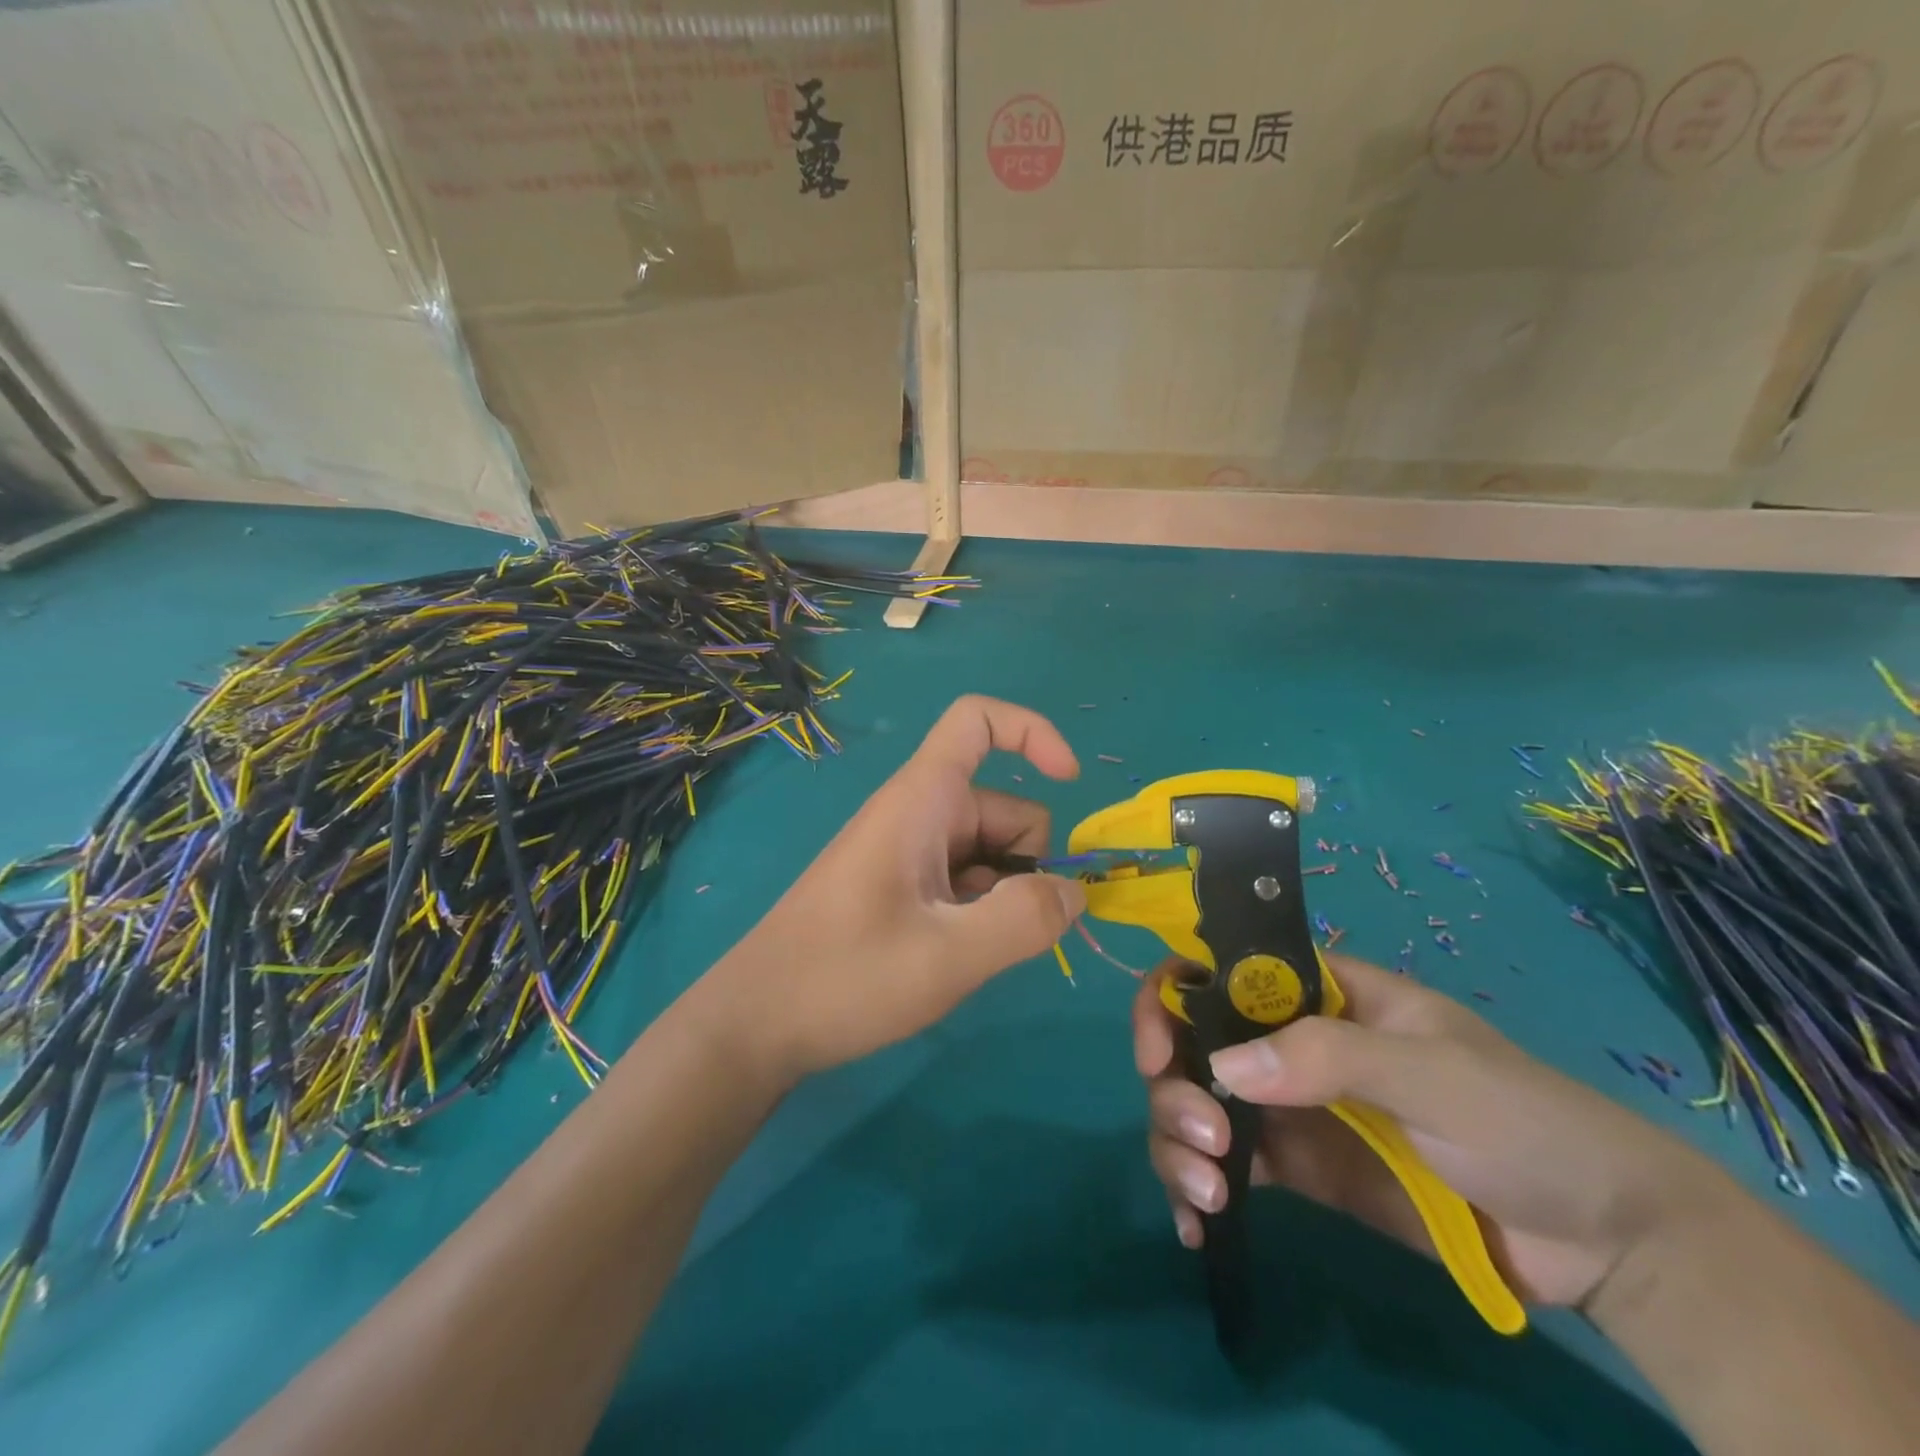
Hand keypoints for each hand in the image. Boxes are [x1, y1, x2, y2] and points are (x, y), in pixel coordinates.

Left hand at [710, 695, 1085, 1083]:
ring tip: (963, 954)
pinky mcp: (902, 885)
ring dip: (1003, 898)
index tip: (1070, 780)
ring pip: (992, 853)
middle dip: (1027, 864)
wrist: (757, 1024)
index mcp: (921, 800)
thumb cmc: (843, 977)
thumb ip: (1025, 920)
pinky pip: (967, 881)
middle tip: (999, 932)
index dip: (1032, 732)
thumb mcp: (947, 957)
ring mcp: (909, 851)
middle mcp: (918, 813)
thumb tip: (1073, 892)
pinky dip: (979, 913)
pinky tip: (949, 958)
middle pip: (1006, 807)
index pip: (977, 721)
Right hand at [1136, 953, 1721, 1308]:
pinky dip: (1195, 1191)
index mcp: (1316, 993)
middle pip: (1191, 1043)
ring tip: (1208, 1197)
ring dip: (1176, 1142)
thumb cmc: (1523, 1120)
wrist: (1600, 1238)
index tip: (1158, 1051)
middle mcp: (1287, 1040)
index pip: (1218, 971)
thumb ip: (1331, 1057)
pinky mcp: (1296, 1169)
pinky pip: (1224, 1167)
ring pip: (1195, 1104)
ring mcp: (1288, 1106)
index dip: (1173, 998)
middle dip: (1174, 1087)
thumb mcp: (1434, 1073)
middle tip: (1204, 1144)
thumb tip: (1221, 1067)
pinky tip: (1196, 1227)